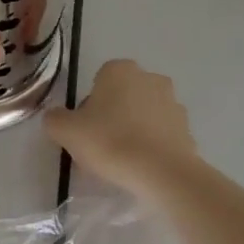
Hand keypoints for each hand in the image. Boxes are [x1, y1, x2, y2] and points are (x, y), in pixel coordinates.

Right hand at [43, 58, 198, 200]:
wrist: (162, 173)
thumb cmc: (111, 142)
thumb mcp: (67, 131)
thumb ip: (55, 119)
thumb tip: (56, 118)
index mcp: (119, 70)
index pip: (98, 82)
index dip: (89, 107)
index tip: (86, 131)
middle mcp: (149, 77)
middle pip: (122, 96)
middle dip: (113, 115)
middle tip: (102, 146)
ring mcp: (172, 102)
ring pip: (144, 114)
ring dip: (135, 129)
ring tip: (124, 160)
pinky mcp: (187, 127)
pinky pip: (162, 134)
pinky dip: (153, 145)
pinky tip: (143, 167)